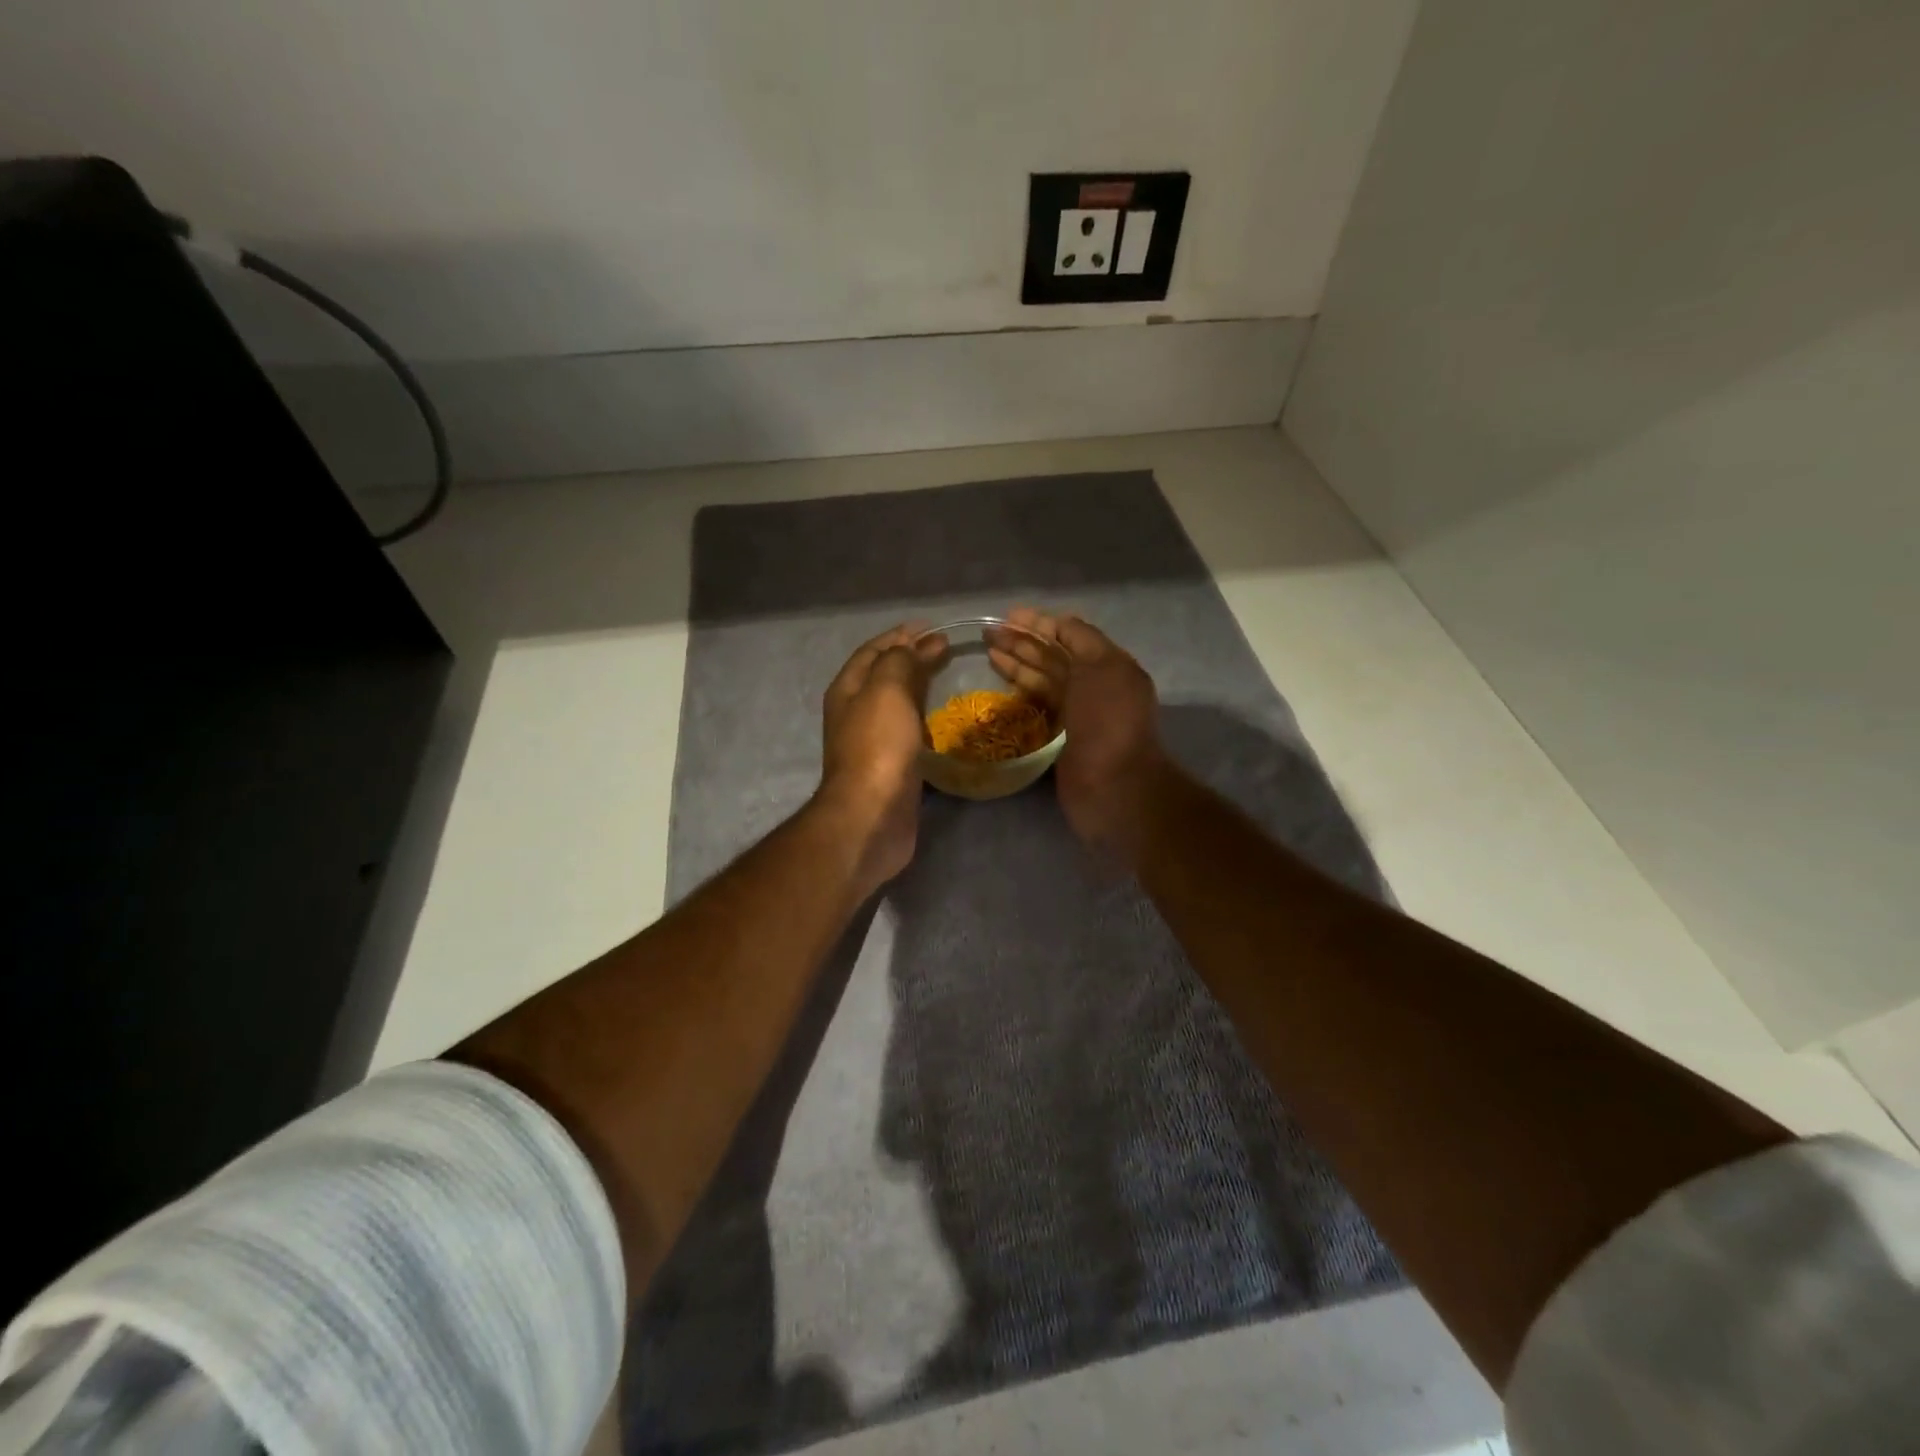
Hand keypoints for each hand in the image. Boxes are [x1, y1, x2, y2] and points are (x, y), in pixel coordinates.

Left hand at [818, 623, 944, 887]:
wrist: (872, 816)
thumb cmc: (878, 747)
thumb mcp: (887, 690)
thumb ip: (900, 662)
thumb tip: (920, 644)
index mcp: (848, 690)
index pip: (873, 651)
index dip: (900, 635)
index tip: (932, 627)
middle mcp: (855, 713)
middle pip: (883, 676)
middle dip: (911, 659)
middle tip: (946, 649)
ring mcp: (872, 743)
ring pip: (896, 705)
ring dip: (918, 688)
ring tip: (948, 678)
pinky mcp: (892, 768)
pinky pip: (909, 733)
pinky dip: (925, 719)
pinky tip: (944, 722)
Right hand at [989, 608, 1169, 858]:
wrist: (1113, 787)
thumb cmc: (1108, 722)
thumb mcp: (1102, 668)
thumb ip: (1082, 640)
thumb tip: (1059, 624)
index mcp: (1108, 666)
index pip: (1071, 635)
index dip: (1040, 623)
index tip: (1009, 616)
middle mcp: (1093, 686)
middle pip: (1053, 657)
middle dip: (1022, 642)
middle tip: (987, 633)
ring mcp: (1076, 714)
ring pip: (1042, 681)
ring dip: (1016, 665)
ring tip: (988, 652)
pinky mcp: (1059, 739)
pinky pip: (1037, 708)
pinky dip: (1019, 694)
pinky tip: (999, 685)